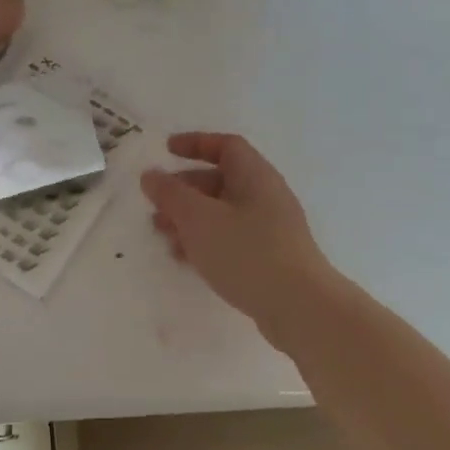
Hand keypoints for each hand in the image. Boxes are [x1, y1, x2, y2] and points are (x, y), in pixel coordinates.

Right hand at [140, 132, 338, 343]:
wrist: (298, 306)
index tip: (166, 150)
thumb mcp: (199, 219)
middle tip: (155, 205)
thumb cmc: (246, 253)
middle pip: (221, 181)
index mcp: (255, 176)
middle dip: (184, 190)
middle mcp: (266, 197)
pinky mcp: (268, 258)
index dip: (195, 143)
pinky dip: (205, 242)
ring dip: (190, 219)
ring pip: (222, 214)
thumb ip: (171, 194)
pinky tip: (186, 259)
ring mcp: (270, 229)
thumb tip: (151, 175)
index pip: (226, 146)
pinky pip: (230, 239)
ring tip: (163, 236)